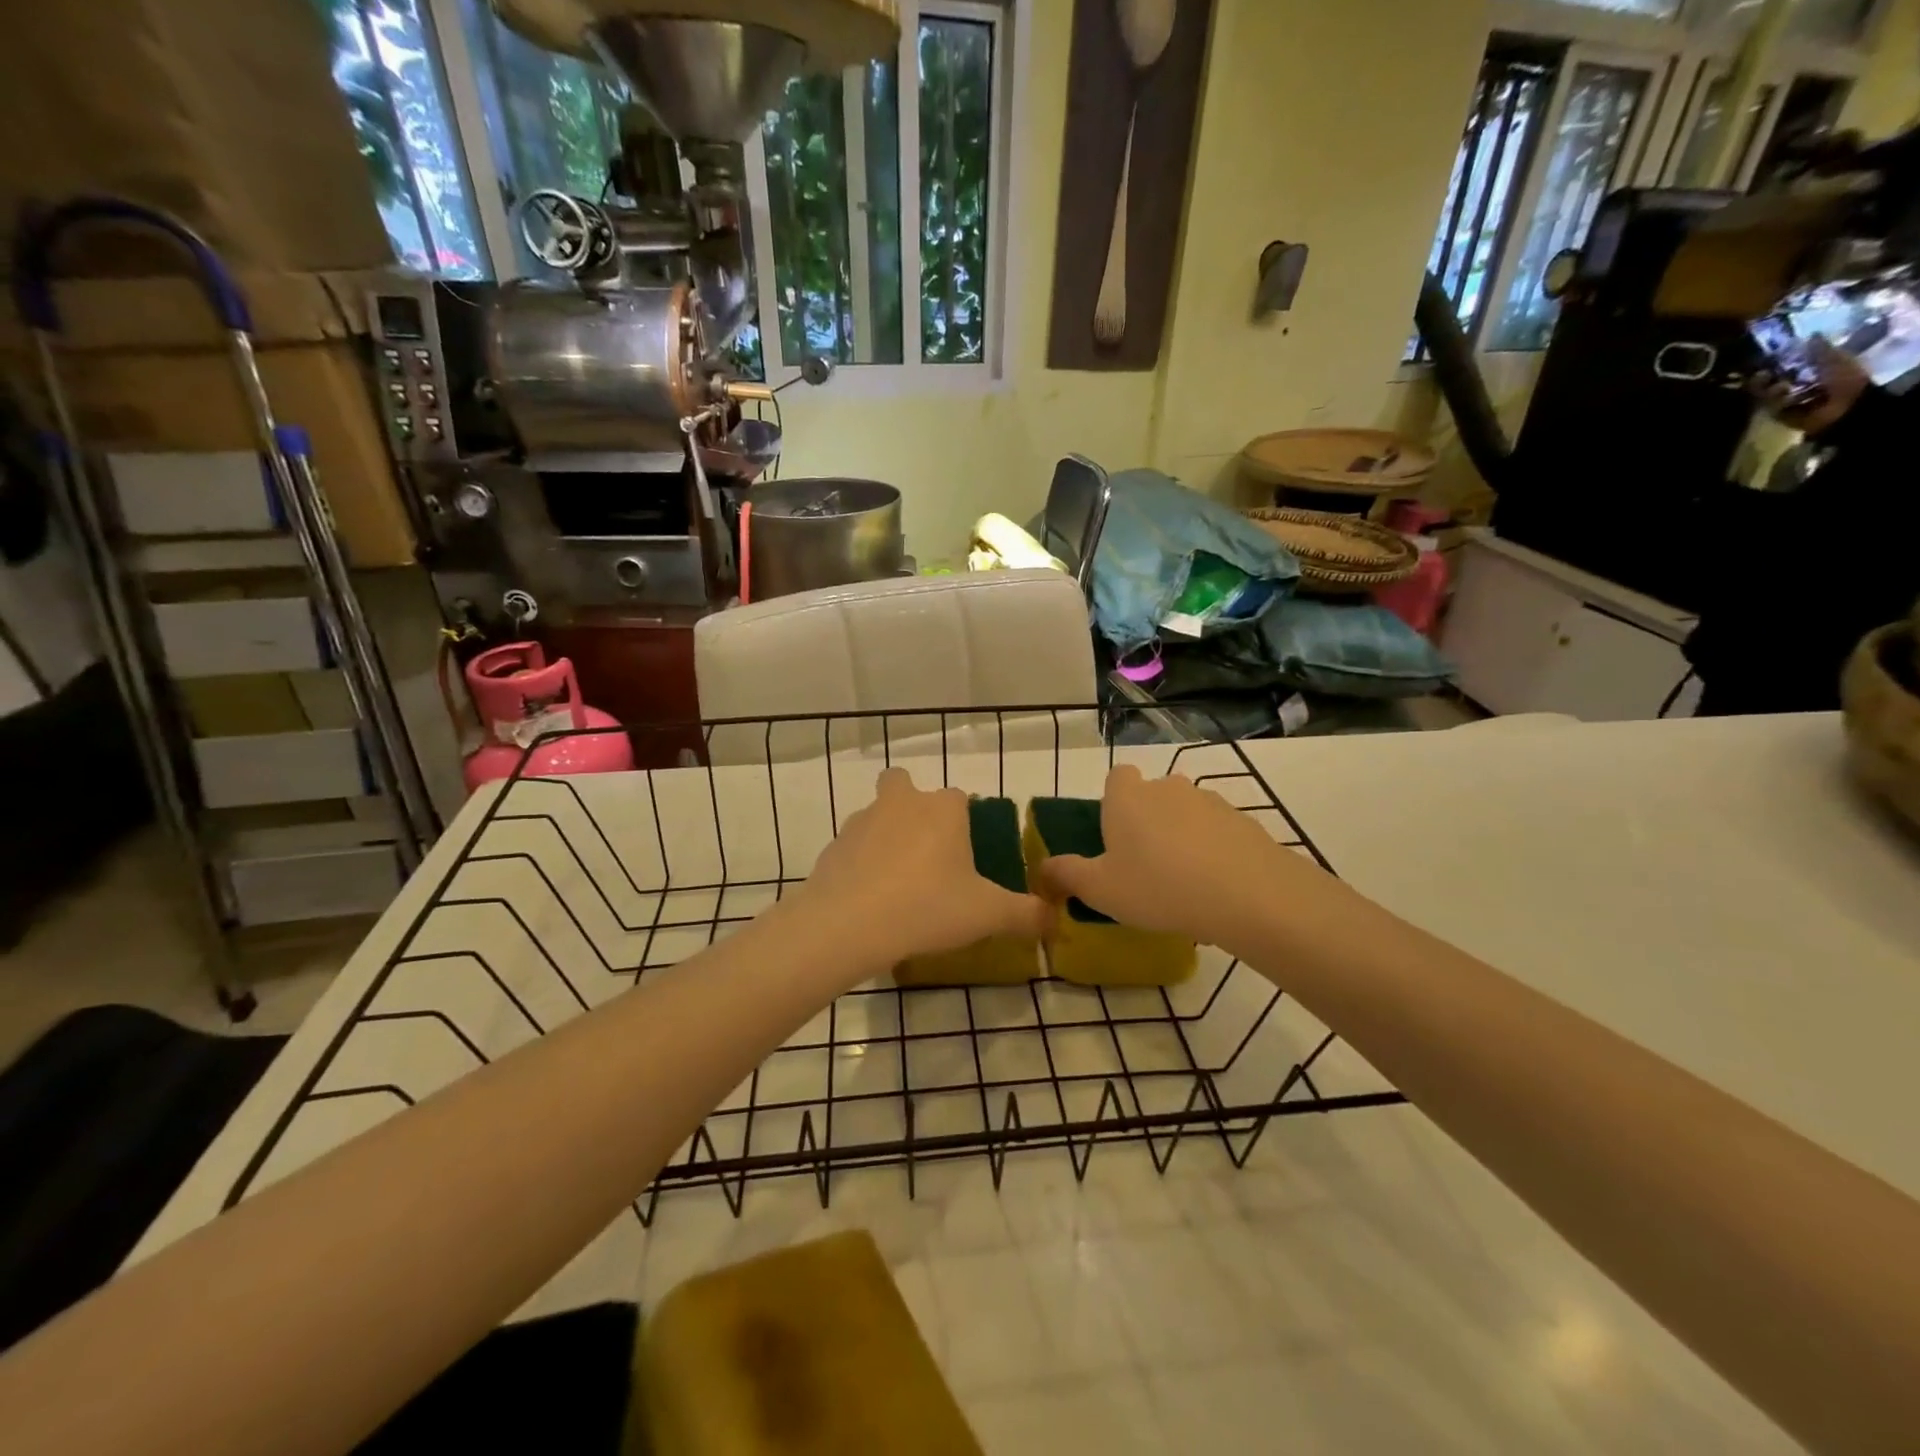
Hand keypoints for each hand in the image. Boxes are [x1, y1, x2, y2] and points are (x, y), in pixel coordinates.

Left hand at [789, 768, 1048, 967]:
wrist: (849, 925)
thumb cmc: (928, 907)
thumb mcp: (987, 915)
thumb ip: (1025, 914)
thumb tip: (1053, 920)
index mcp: (942, 810)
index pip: (959, 797)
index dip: (963, 821)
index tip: (965, 856)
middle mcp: (901, 803)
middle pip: (904, 785)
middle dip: (912, 806)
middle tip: (925, 852)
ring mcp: (862, 822)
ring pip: (877, 815)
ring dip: (886, 837)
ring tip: (898, 884)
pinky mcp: (833, 847)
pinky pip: (853, 848)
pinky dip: (861, 864)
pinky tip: (870, 900)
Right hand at [1032, 765, 1365, 953]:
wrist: (1245, 893)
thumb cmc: (1157, 886)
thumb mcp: (1100, 889)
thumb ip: (1067, 875)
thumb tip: (1043, 868)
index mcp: (1127, 797)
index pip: (1116, 778)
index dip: (1114, 803)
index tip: (1115, 836)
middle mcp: (1166, 787)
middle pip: (1152, 795)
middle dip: (1148, 821)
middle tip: (1146, 865)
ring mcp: (1209, 800)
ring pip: (1186, 812)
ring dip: (1182, 835)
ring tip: (1183, 882)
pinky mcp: (1243, 821)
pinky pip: (1217, 831)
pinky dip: (1213, 849)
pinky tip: (1215, 886)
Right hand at [1751, 337, 1869, 435]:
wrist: (1844, 407)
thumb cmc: (1845, 380)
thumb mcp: (1835, 360)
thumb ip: (1820, 350)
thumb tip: (1810, 334)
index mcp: (1812, 368)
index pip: (1787, 362)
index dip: (1777, 359)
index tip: (1768, 356)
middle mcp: (1796, 383)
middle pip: (1771, 378)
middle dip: (1765, 376)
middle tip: (1761, 374)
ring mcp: (1786, 400)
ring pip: (1767, 391)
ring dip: (1770, 389)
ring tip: (1779, 388)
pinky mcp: (1779, 413)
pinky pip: (1769, 406)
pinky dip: (1775, 402)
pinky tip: (1784, 399)